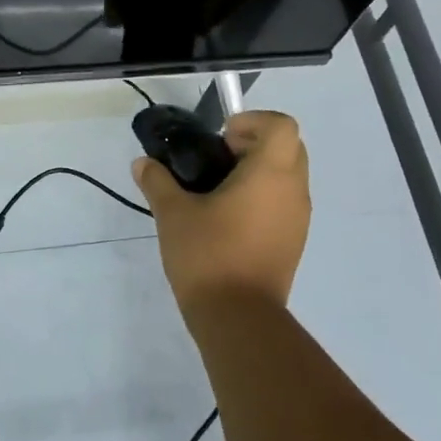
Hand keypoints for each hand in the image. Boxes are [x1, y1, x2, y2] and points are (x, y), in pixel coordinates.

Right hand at [132, 110, 309, 319]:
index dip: (253, 121)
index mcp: (270, 173)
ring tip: (219, 190)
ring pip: (288, 176)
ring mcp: (298, 219)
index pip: (281, 125)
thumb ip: (158, 182)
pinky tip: (229, 218)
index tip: (222, 138)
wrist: (239, 319)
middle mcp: (293, 190)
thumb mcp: (173, 213)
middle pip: (289, 147)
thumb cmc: (209, 255)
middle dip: (255, 143)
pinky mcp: (294, 242)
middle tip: (219, 158)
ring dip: (259, 171)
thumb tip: (142, 163)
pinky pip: (285, 203)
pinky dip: (264, 197)